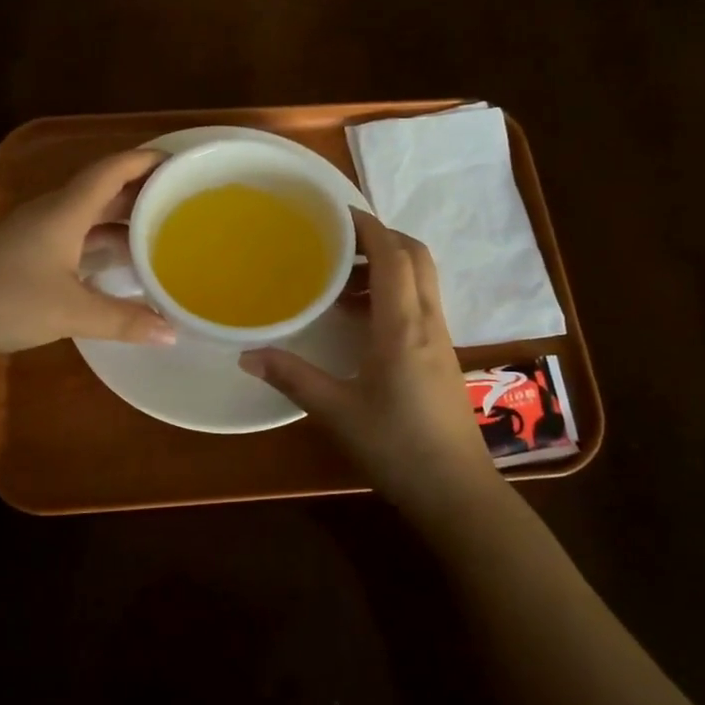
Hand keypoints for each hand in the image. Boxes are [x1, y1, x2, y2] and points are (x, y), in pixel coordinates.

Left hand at [0, 150, 175, 358]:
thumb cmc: (6, 300)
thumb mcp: (71, 312)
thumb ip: (123, 321)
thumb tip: (171, 333)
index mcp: (65, 212)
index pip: (111, 171)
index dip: (144, 161)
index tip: (178, 160)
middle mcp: (51, 213)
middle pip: (102, 191)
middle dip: (140, 192)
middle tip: (180, 200)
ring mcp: (34, 233)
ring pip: (86, 215)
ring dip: (120, 220)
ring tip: (157, 232)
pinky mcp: (23, 254)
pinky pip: (73, 236)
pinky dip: (99, 242)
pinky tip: (115, 263)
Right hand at [239, 209, 496, 511]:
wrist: (457, 492)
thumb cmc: (397, 448)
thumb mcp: (337, 413)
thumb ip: (293, 378)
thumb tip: (247, 355)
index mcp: (403, 327)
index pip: (394, 256)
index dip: (369, 227)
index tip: (336, 212)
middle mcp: (428, 322)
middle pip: (416, 257)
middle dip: (381, 238)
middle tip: (337, 243)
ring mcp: (440, 340)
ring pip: (421, 281)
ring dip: (388, 266)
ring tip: (341, 280)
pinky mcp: (442, 357)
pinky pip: (420, 305)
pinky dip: (393, 293)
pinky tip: (361, 320)